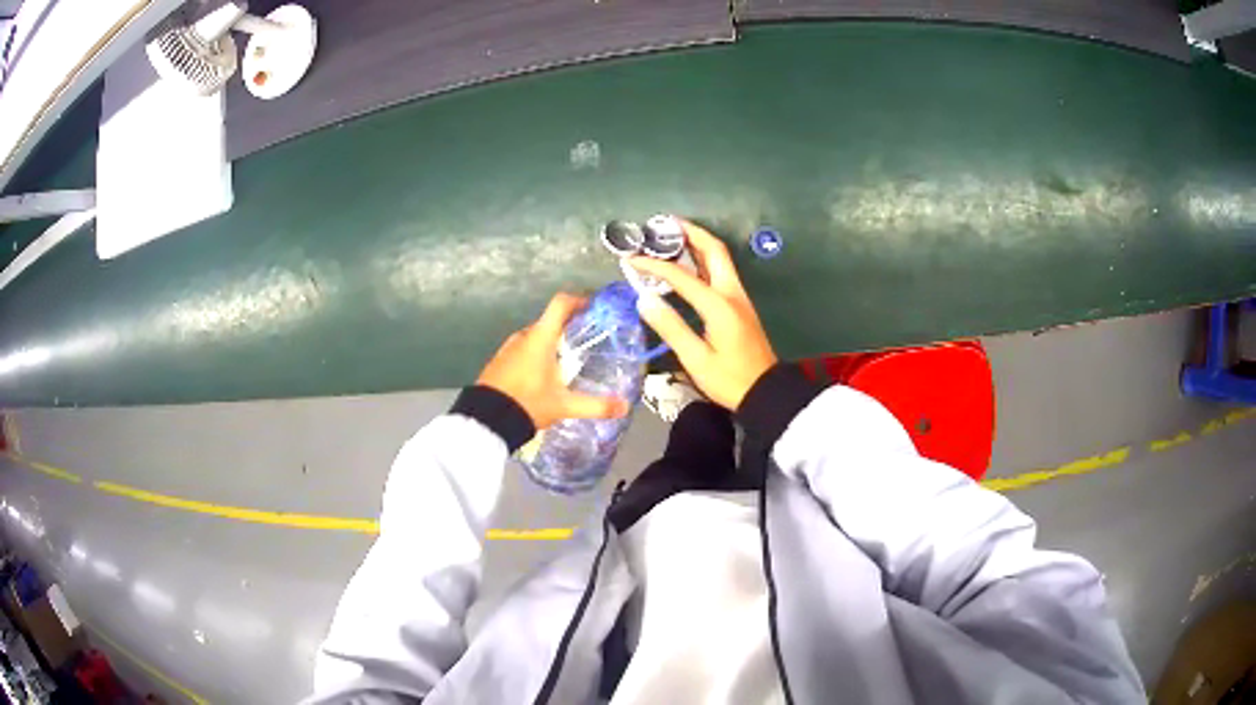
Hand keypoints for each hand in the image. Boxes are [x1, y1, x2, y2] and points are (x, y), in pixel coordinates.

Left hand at [477, 293, 629, 428]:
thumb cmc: (528, 403)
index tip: (592, 307)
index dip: (578, 300)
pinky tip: (541, 377)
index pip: (560, 304)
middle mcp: (523, 337)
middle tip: (586, 342)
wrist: (487, 419)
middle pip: (549, 322)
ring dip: (550, 344)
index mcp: (540, 338)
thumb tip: (625, 406)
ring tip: (565, 363)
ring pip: (535, 338)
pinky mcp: (498, 362)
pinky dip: (535, 356)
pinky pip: (522, 351)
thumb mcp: (565, 405)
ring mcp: (508, 348)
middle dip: (568, 328)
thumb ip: (596, 406)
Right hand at [630, 219, 777, 409]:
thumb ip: (671, 327)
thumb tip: (644, 299)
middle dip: (689, 233)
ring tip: (672, 236)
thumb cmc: (729, 380)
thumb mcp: (696, 359)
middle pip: (714, 250)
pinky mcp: (740, 306)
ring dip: (697, 243)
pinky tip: (688, 264)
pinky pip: (721, 272)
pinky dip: (703, 260)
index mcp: (719, 305)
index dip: (654, 265)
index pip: (682, 276)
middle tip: (664, 224)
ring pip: (720, 258)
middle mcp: (732, 293)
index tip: (631, 258)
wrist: (765, 393)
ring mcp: (739, 298)